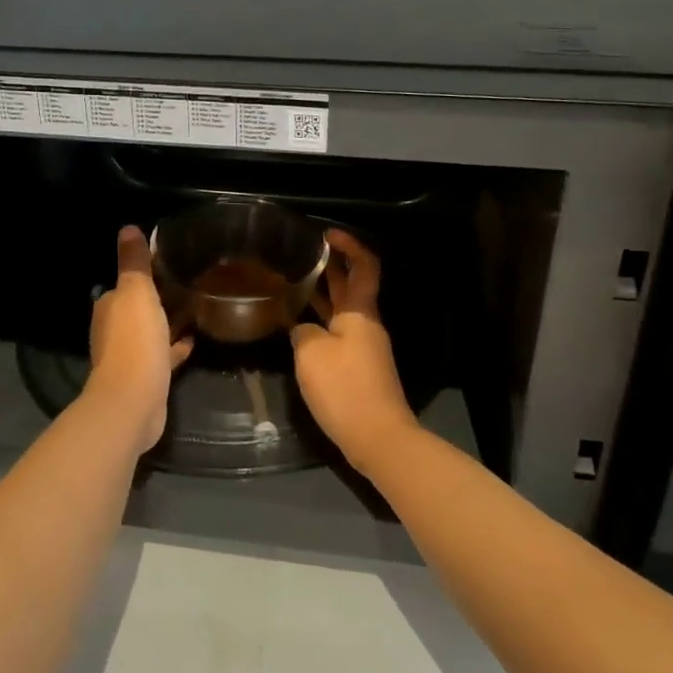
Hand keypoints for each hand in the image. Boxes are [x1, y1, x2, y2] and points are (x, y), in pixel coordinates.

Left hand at [87, 226, 193, 454]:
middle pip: (136, 309)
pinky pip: (163, 356)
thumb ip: (134, 262)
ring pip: (149, 333)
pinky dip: (174, 347)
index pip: (123, 285)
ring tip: (192, 308)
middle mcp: (113, 331)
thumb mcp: (136, 292)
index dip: (142, 274)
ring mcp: (129, 357)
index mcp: (109, 308)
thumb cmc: (134, 339)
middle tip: (184, 284)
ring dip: (165, 323)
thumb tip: (128, 228)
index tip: (166, 264)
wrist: (133, 400)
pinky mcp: (146, 378)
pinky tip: (193, 340)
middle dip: (155, 298)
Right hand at [291, 230, 418, 475]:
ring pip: (343, 310)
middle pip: (352, 286)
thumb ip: (303, 332)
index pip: (363, 266)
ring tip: (294, 283)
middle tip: (303, 253)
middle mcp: (365, 324)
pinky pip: (339, 333)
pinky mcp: (359, 368)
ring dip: (323, 294)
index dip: (349, 246)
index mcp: (359, 312)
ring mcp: (364, 347)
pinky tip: (299, 326)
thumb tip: (303, 329)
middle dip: (332, 266)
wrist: (378, 438)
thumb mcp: (312, 354)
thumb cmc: (345, 388)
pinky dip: (322, 321)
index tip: (327, 234)